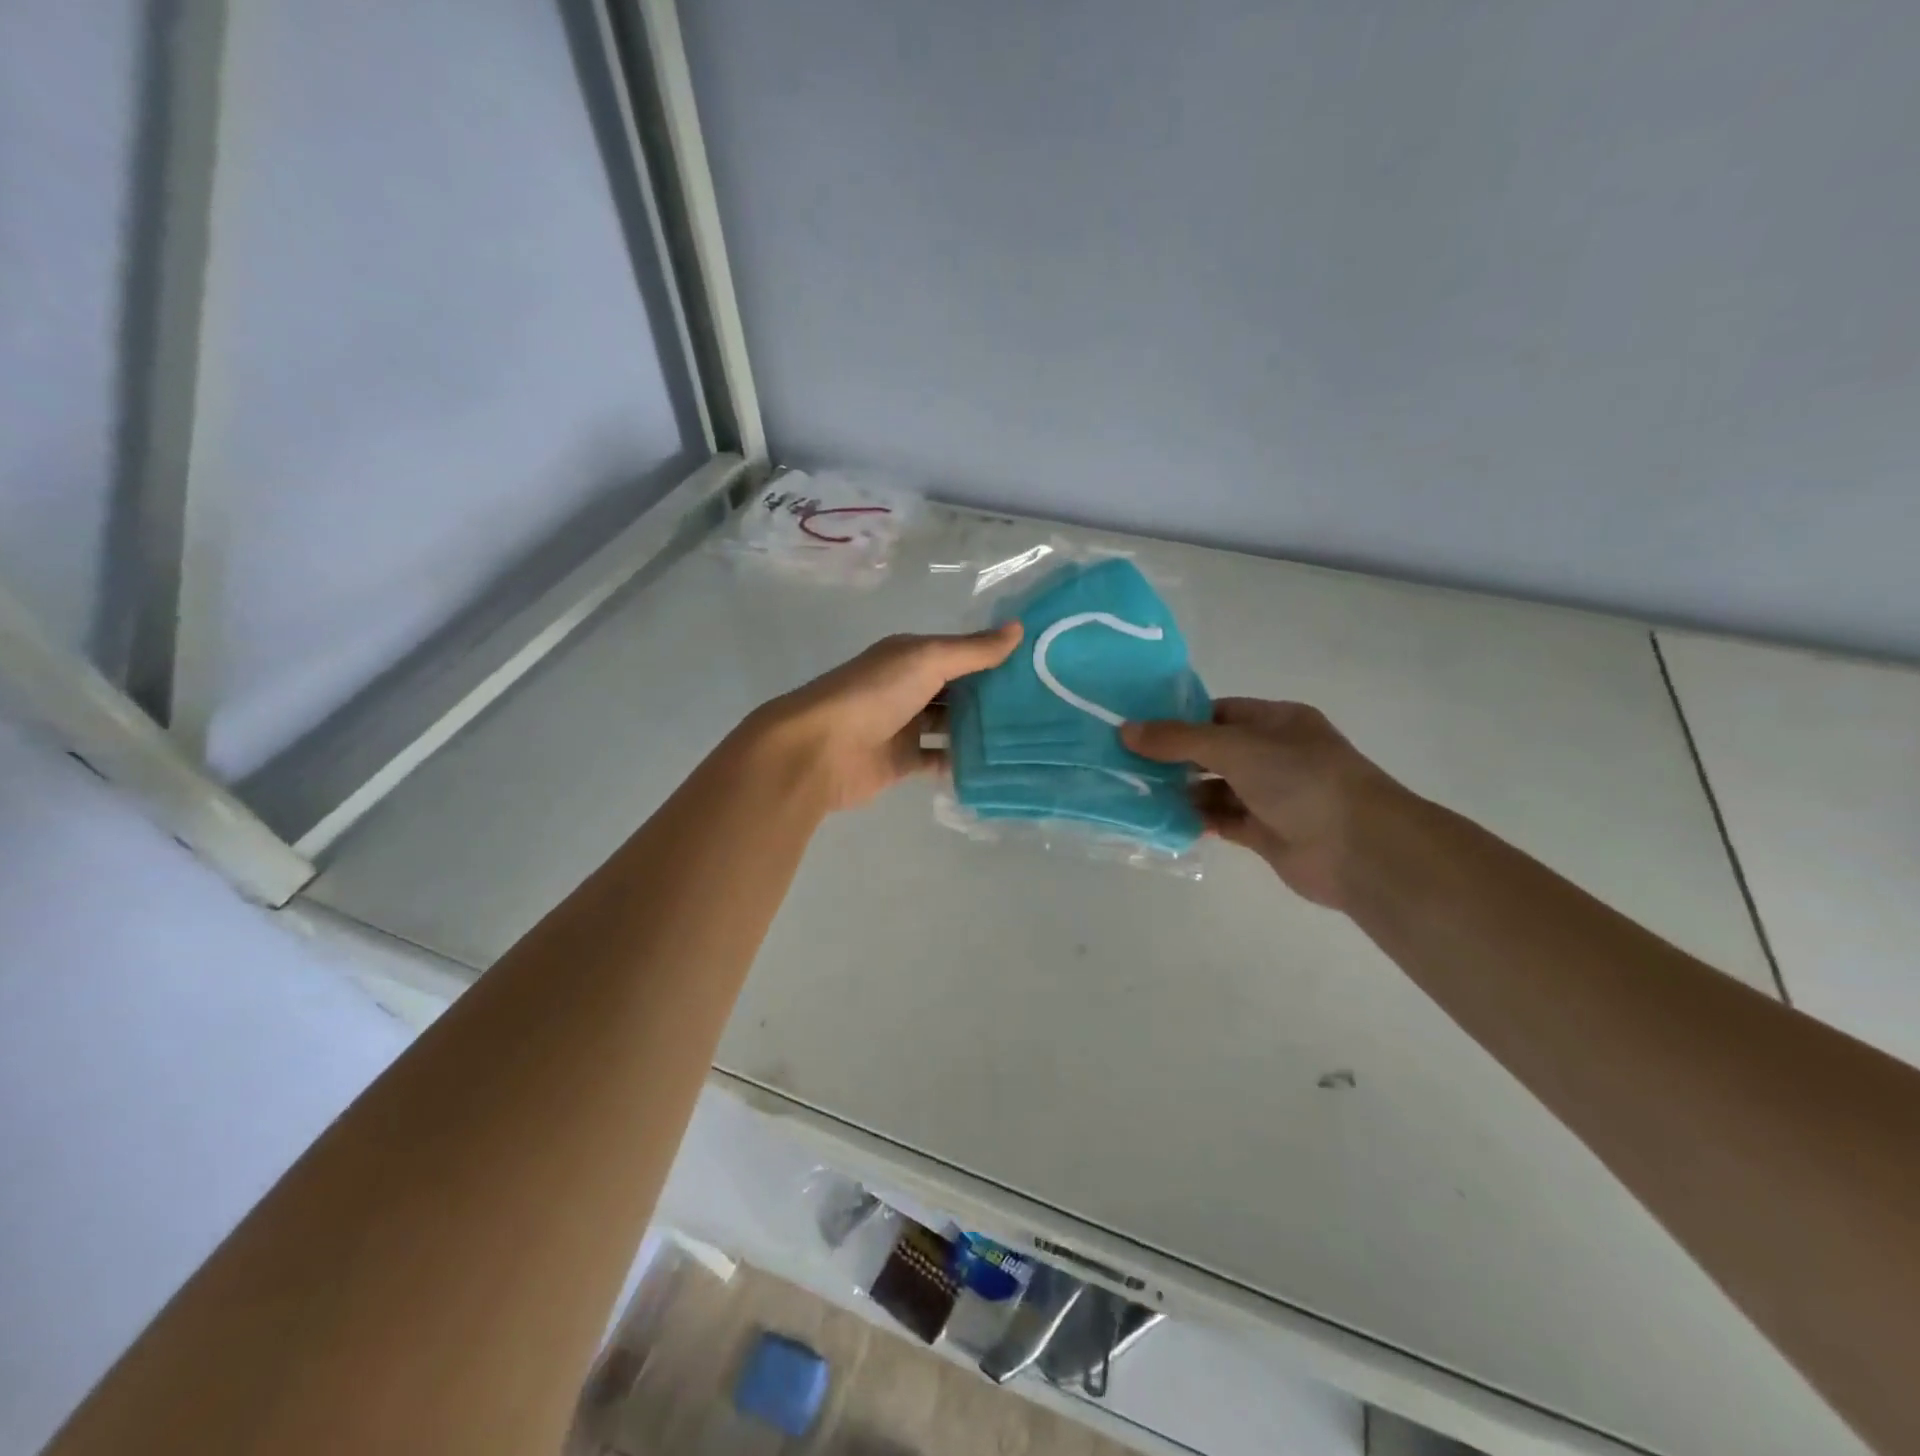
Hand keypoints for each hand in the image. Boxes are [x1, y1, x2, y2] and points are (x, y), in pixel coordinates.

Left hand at [750, 623, 1022, 812]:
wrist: (819, 750)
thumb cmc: (874, 695)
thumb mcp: (927, 661)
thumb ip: (972, 650)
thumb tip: (1019, 628)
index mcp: (911, 657)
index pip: (960, 654)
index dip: (994, 658)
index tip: (1038, 667)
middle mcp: (908, 688)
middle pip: (958, 691)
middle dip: (992, 698)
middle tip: (1042, 707)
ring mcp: (904, 727)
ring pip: (950, 727)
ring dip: (980, 731)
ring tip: (1028, 738)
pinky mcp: (902, 763)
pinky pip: (939, 762)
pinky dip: (962, 764)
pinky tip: (997, 767)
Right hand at [1122, 699, 1406, 907]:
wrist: (1359, 849)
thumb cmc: (1301, 780)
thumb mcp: (1235, 748)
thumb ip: (1179, 739)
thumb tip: (1126, 730)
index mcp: (1277, 722)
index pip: (1219, 712)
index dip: (1180, 718)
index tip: (1137, 727)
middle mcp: (1274, 755)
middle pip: (1214, 750)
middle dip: (1174, 756)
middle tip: (1125, 761)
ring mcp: (1271, 795)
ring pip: (1216, 787)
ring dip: (1181, 790)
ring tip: (1135, 790)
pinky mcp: (1265, 832)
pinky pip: (1222, 820)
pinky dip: (1196, 819)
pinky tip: (1162, 818)